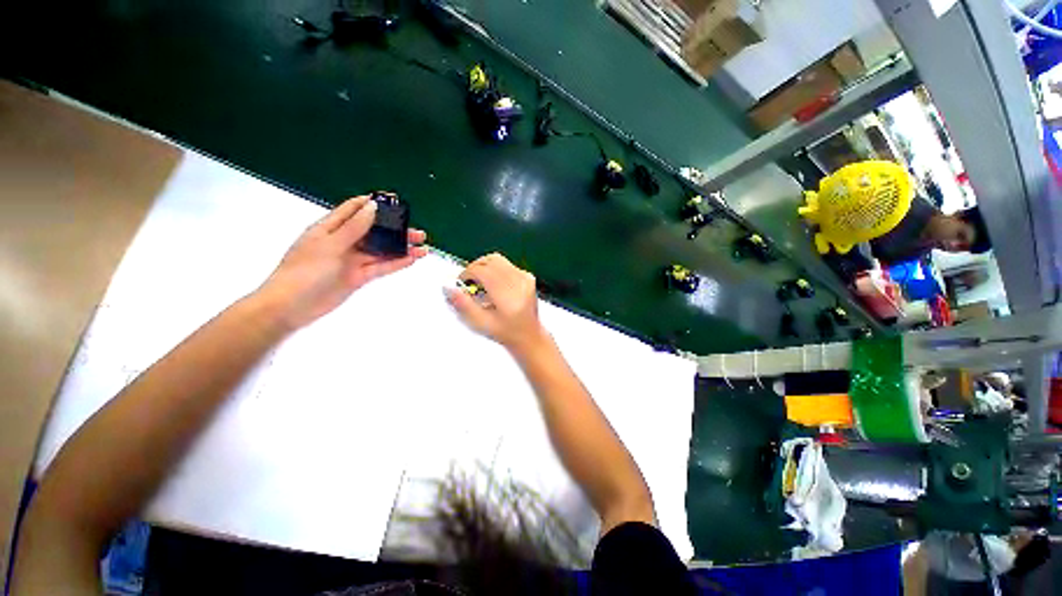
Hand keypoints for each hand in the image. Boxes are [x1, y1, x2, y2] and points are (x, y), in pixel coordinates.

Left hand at [258, 195, 426, 329]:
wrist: (292, 306)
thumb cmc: (306, 270)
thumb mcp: (330, 245)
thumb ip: (354, 227)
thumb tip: (373, 206)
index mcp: (330, 228)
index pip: (354, 209)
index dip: (374, 204)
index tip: (396, 203)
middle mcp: (344, 241)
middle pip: (374, 231)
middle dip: (395, 230)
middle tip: (418, 232)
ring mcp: (352, 260)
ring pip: (381, 250)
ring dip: (401, 248)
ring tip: (422, 248)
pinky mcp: (359, 277)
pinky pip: (381, 267)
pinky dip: (396, 263)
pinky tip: (411, 259)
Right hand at [445, 252, 546, 353]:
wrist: (529, 335)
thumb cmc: (507, 332)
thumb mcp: (481, 323)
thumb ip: (464, 305)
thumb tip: (449, 289)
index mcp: (507, 296)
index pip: (483, 271)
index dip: (467, 273)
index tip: (461, 282)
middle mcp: (518, 283)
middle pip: (490, 260)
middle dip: (475, 267)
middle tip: (468, 280)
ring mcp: (525, 278)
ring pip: (498, 259)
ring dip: (485, 266)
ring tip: (479, 281)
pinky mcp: (528, 276)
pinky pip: (507, 265)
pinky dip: (496, 269)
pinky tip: (494, 284)